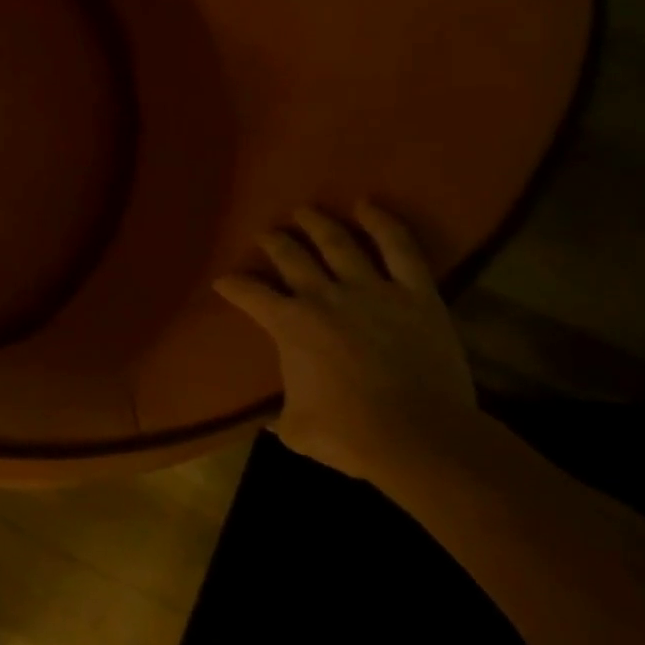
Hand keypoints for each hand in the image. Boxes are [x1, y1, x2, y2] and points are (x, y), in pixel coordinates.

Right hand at [213, 202, 478, 481]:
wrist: (420, 438)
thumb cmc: (347, 435)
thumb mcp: (295, 428)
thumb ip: (280, 416)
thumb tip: (270, 420)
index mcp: (288, 324)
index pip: (248, 293)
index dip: (231, 285)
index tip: (224, 282)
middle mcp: (322, 297)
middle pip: (290, 256)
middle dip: (273, 242)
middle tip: (267, 234)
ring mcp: (371, 291)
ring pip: (338, 243)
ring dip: (318, 224)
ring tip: (305, 211)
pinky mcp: (416, 295)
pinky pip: (400, 249)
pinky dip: (383, 224)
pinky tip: (368, 206)